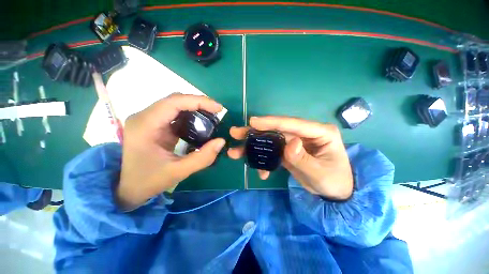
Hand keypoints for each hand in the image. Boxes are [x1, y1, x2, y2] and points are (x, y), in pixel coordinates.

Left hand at [117, 94, 225, 209]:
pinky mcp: (154, 124)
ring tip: (210, 116)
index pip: (175, 102)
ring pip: (175, 104)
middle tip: (216, 112)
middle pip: (175, 99)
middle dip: (199, 103)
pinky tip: (199, 122)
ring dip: (195, 107)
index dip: (199, 101)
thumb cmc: (148, 181)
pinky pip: (174, 113)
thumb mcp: (178, 172)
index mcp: (146, 125)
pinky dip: (189, 114)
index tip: (219, 108)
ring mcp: (148, 119)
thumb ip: (203, 157)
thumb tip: (221, 141)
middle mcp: (144, 116)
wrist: (128, 188)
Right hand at [228, 116, 352, 199]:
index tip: (252, 122)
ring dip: (254, 146)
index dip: (271, 122)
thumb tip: (290, 143)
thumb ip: (303, 159)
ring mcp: (295, 142)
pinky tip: (261, 172)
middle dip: (256, 132)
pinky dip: (264, 160)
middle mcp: (305, 133)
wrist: (335, 192)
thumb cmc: (334, 181)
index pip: (292, 123)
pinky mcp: (289, 151)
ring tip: (236, 151)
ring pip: (271, 140)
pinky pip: (273, 152)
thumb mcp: (320, 174)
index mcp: (319, 132)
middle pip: (277, 130)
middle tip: (236, 132)